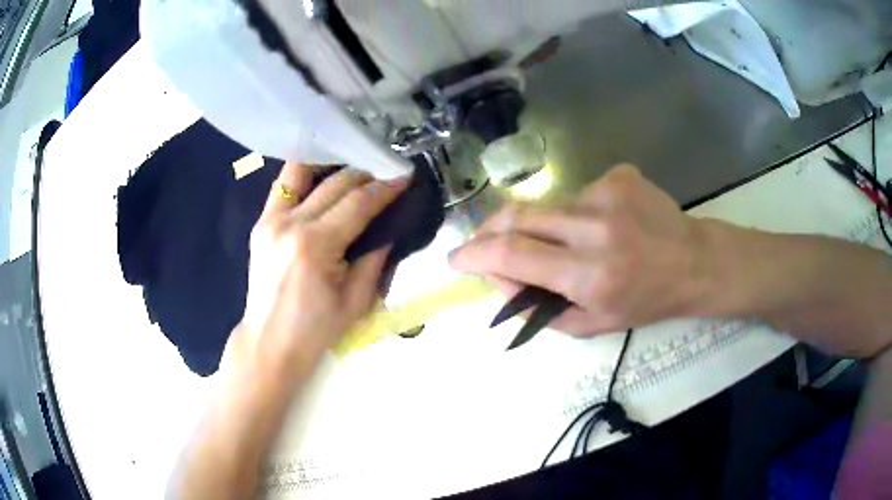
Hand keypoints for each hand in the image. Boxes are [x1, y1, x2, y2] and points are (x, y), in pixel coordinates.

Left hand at [223, 163, 408, 376]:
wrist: (270, 343)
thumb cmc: (316, 330)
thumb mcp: (357, 300)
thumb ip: (375, 258)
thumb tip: (391, 226)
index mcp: (315, 246)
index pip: (358, 203)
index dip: (385, 188)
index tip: (405, 177)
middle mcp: (289, 224)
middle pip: (334, 183)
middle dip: (366, 174)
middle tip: (387, 172)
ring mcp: (269, 220)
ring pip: (303, 171)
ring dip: (332, 165)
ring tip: (355, 168)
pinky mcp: (260, 223)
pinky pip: (284, 185)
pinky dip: (306, 175)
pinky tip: (323, 177)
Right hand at [449, 165, 707, 335]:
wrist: (694, 262)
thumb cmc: (645, 302)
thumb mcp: (591, 324)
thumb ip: (537, 307)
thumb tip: (498, 276)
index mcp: (590, 275)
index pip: (512, 256)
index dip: (474, 255)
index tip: (456, 259)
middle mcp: (595, 228)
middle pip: (518, 216)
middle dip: (489, 230)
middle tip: (483, 242)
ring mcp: (607, 192)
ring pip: (545, 204)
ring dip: (537, 225)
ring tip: (561, 242)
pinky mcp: (617, 175)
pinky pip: (575, 193)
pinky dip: (572, 213)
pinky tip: (598, 224)